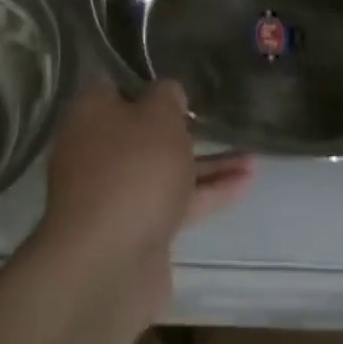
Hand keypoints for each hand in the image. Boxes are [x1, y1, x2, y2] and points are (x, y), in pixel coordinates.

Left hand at [34, 80, 253, 321]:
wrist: (109, 263)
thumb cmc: (133, 170)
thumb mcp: (159, 116)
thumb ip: (168, 97)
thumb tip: (167, 94)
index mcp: (90, 114)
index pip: (116, 85)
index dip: (148, 80)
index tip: (182, 80)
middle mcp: (97, 150)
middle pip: (143, 130)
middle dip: (182, 127)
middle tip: (218, 116)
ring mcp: (116, 193)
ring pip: (165, 168)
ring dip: (207, 163)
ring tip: (252, 155)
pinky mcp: (137, 228)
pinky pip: (176, 201)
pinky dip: (208, 192)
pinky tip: (246, 182)